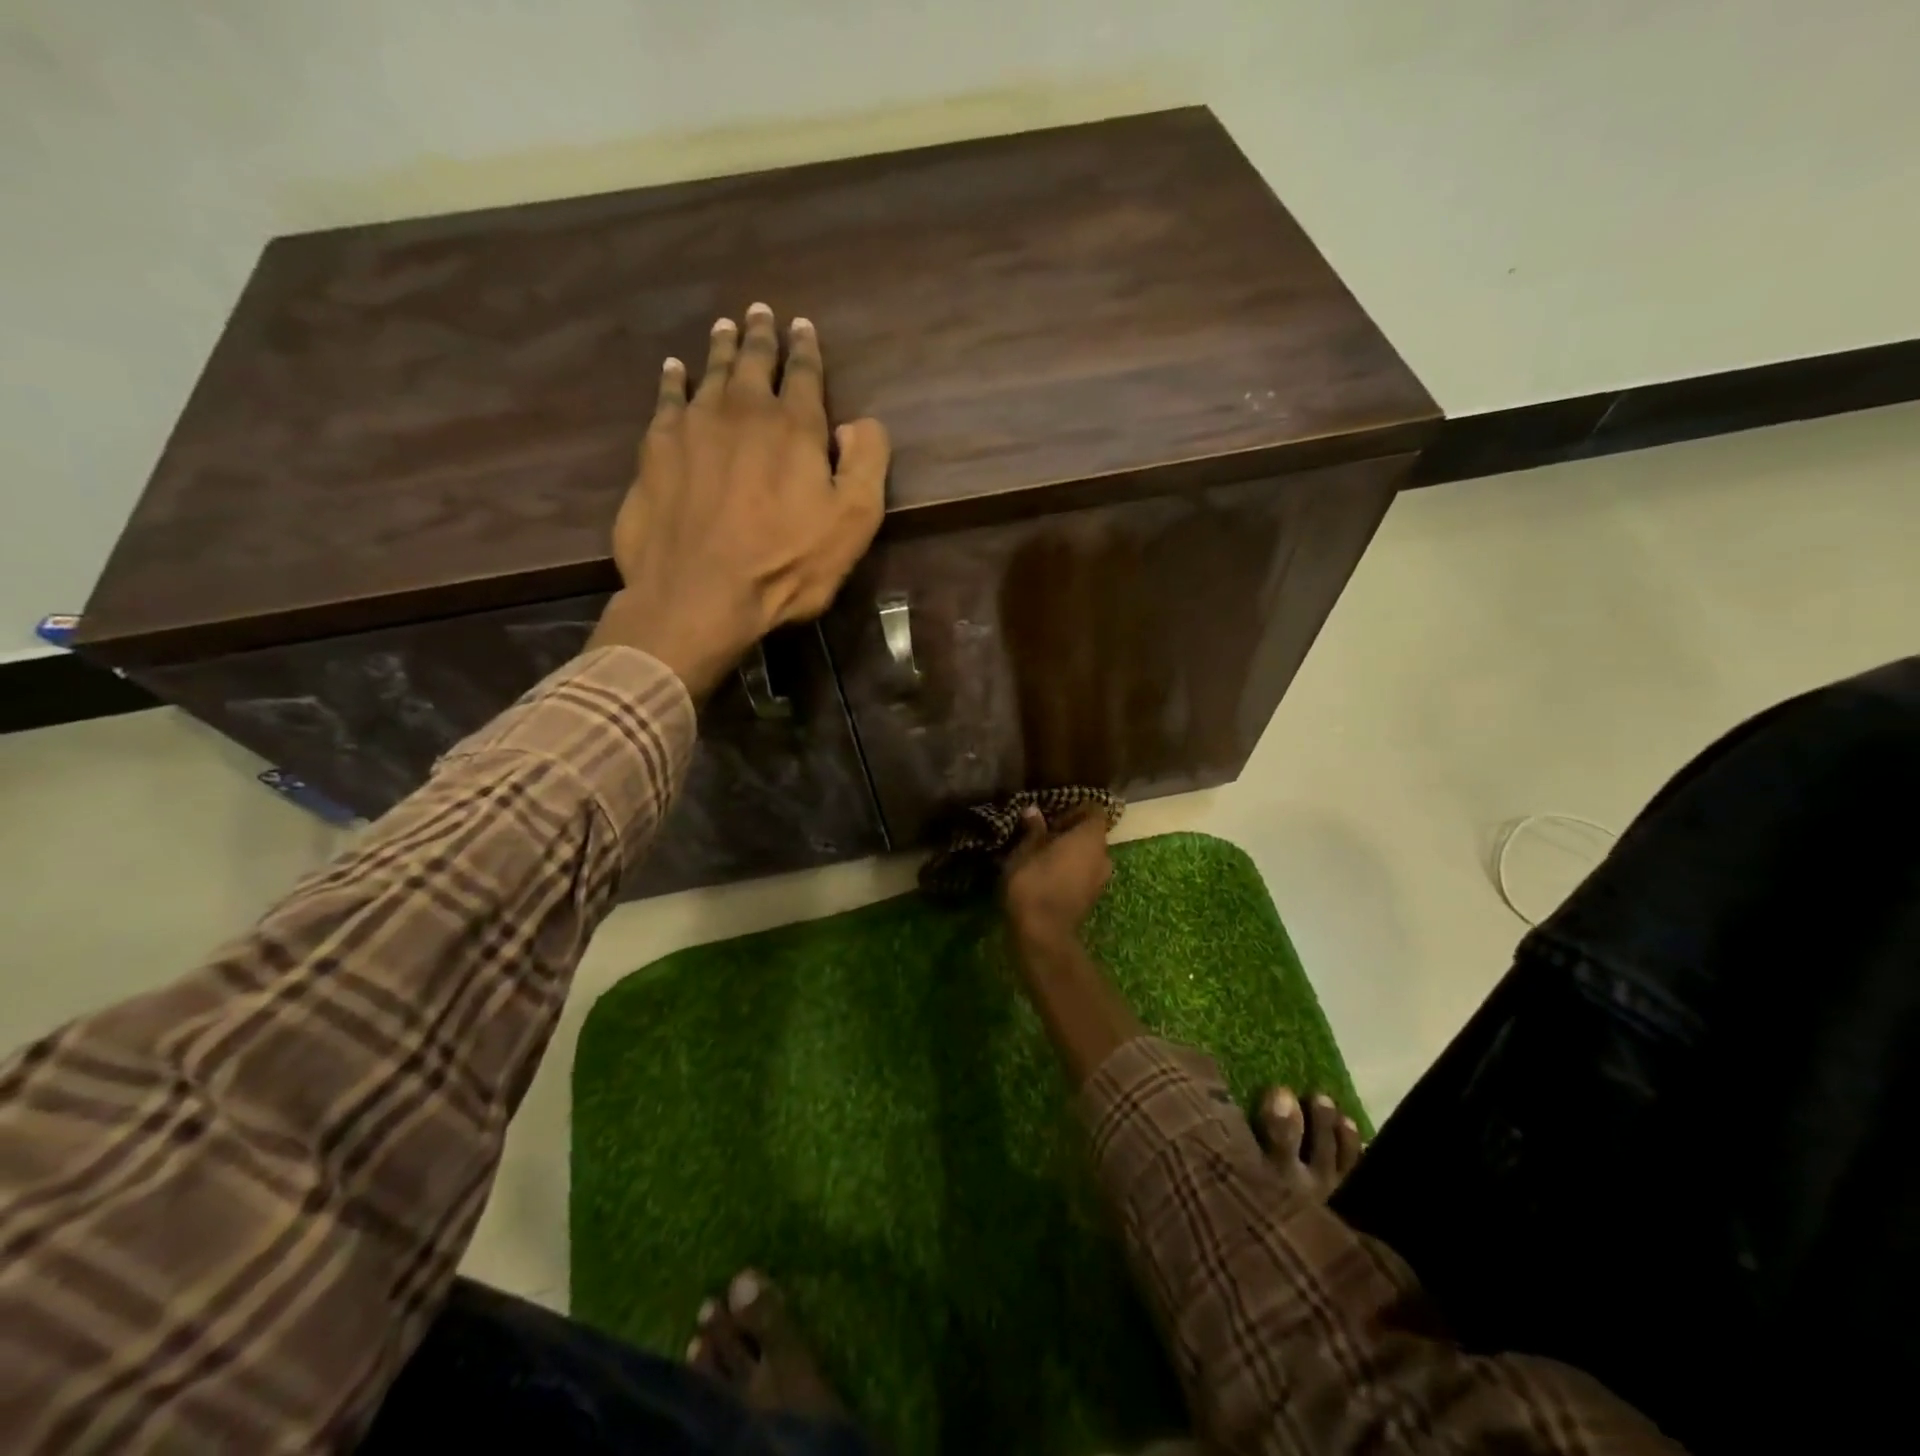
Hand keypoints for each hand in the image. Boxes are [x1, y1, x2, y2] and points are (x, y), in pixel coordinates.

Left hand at [589, 304, 890, 696]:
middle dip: (762, 336)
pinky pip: (667, 400)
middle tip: (761, 312)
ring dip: (722, 348)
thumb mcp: (853, 522)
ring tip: (726, 327)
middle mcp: (743, 411)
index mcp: (795, 427)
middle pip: (754, 362)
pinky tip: (674, 370)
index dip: (806, 349)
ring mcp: (694, 426)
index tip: (803, 326)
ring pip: (711, 373)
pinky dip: (673, 380)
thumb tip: (859, 422)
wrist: (698, 594)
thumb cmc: (785, 564)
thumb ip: (866, 463)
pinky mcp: (656, 449)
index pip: (804, 374)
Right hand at [1002, 805, 1112, 945]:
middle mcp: (1103, 855)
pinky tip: (1048, 877)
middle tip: (1043, 837)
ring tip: (1043, 858)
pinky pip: (1085, 874)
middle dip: (1071, 833)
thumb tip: (1033, 811)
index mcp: (1090, 838)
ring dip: (1071, 853)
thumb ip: (1034, 829)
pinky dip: (1072, 871)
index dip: (1074, 810)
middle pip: (1092, 834)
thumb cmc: (1033, 883)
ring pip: (1089, 856)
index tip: (1051, 818)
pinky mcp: (1093, 898)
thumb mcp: (1025, 851)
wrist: (1043, 933)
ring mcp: (1101, 879)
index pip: (1094, 811)